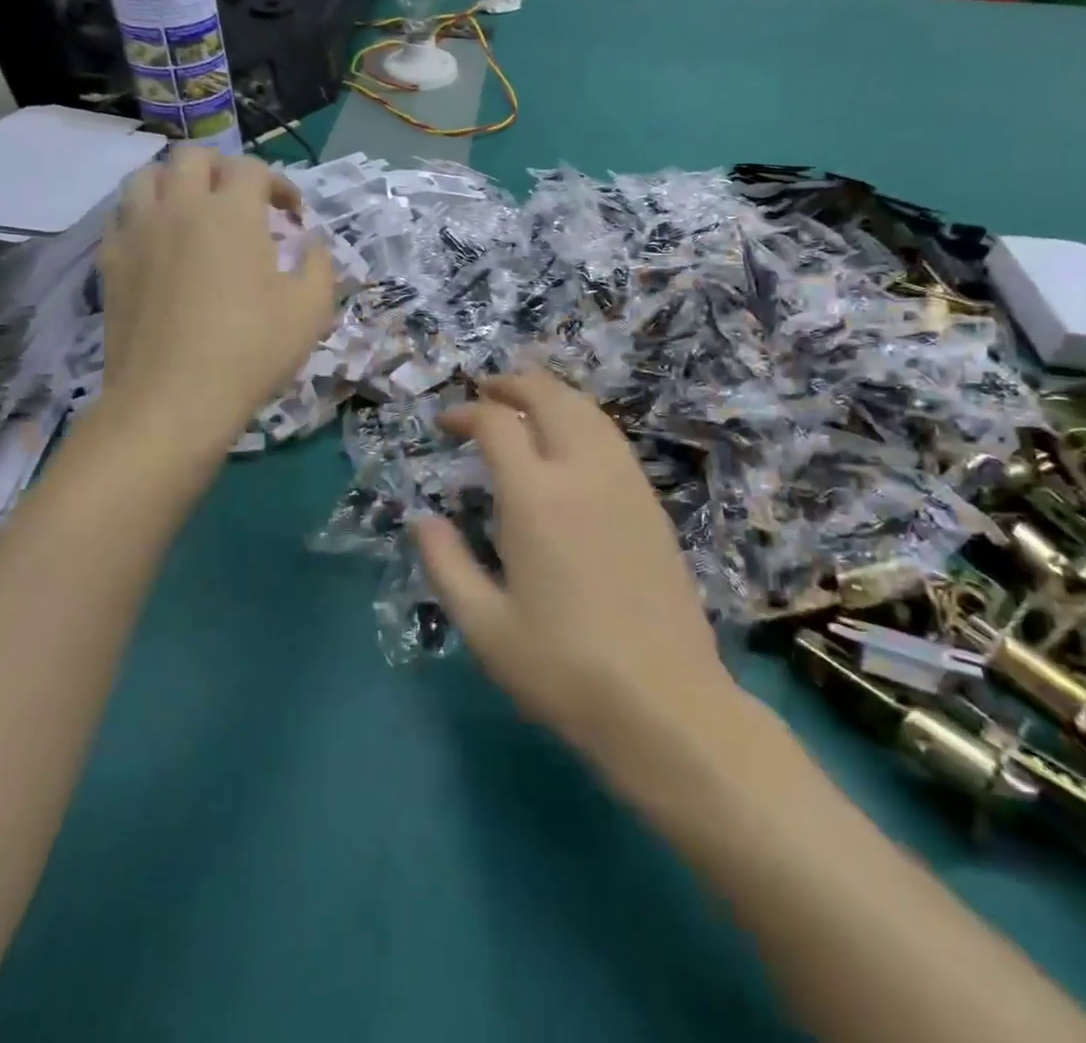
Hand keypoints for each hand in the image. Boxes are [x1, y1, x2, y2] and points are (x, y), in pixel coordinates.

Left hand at [100, 148, 334, 437]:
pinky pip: (122, 217)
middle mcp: (179, 207)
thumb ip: (319, 264)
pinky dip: (144, 217)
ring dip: (175, 184)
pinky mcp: (110, 262)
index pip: (252, 169)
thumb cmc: (251, 350)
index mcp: (231, 213)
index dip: (278, 184)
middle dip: (223, 170)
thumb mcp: (311, 309)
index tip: (292, 215)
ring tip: (194, 213)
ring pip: (146, 177)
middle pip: (193, 157)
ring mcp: (137, 232)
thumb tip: (311, 241)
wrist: (174, 399)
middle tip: (242, 203)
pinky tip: (160, 246)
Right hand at [412, 371, 740, 780]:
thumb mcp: (484, 627)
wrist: (664, 702)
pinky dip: (583, 418)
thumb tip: (421, 519)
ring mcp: (625, 483)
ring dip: (552, 393)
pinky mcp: (651, 502)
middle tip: (486, 389)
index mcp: (536, 497)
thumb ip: (446, 564)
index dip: (467, 413)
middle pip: (550, 397)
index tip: (446, 424)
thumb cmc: (563, 669)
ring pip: (588, 410)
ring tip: (525, 400)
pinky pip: (612, 437)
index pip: (497, 424)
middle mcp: (583, 472)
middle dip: (514, 383)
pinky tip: (571, 440)